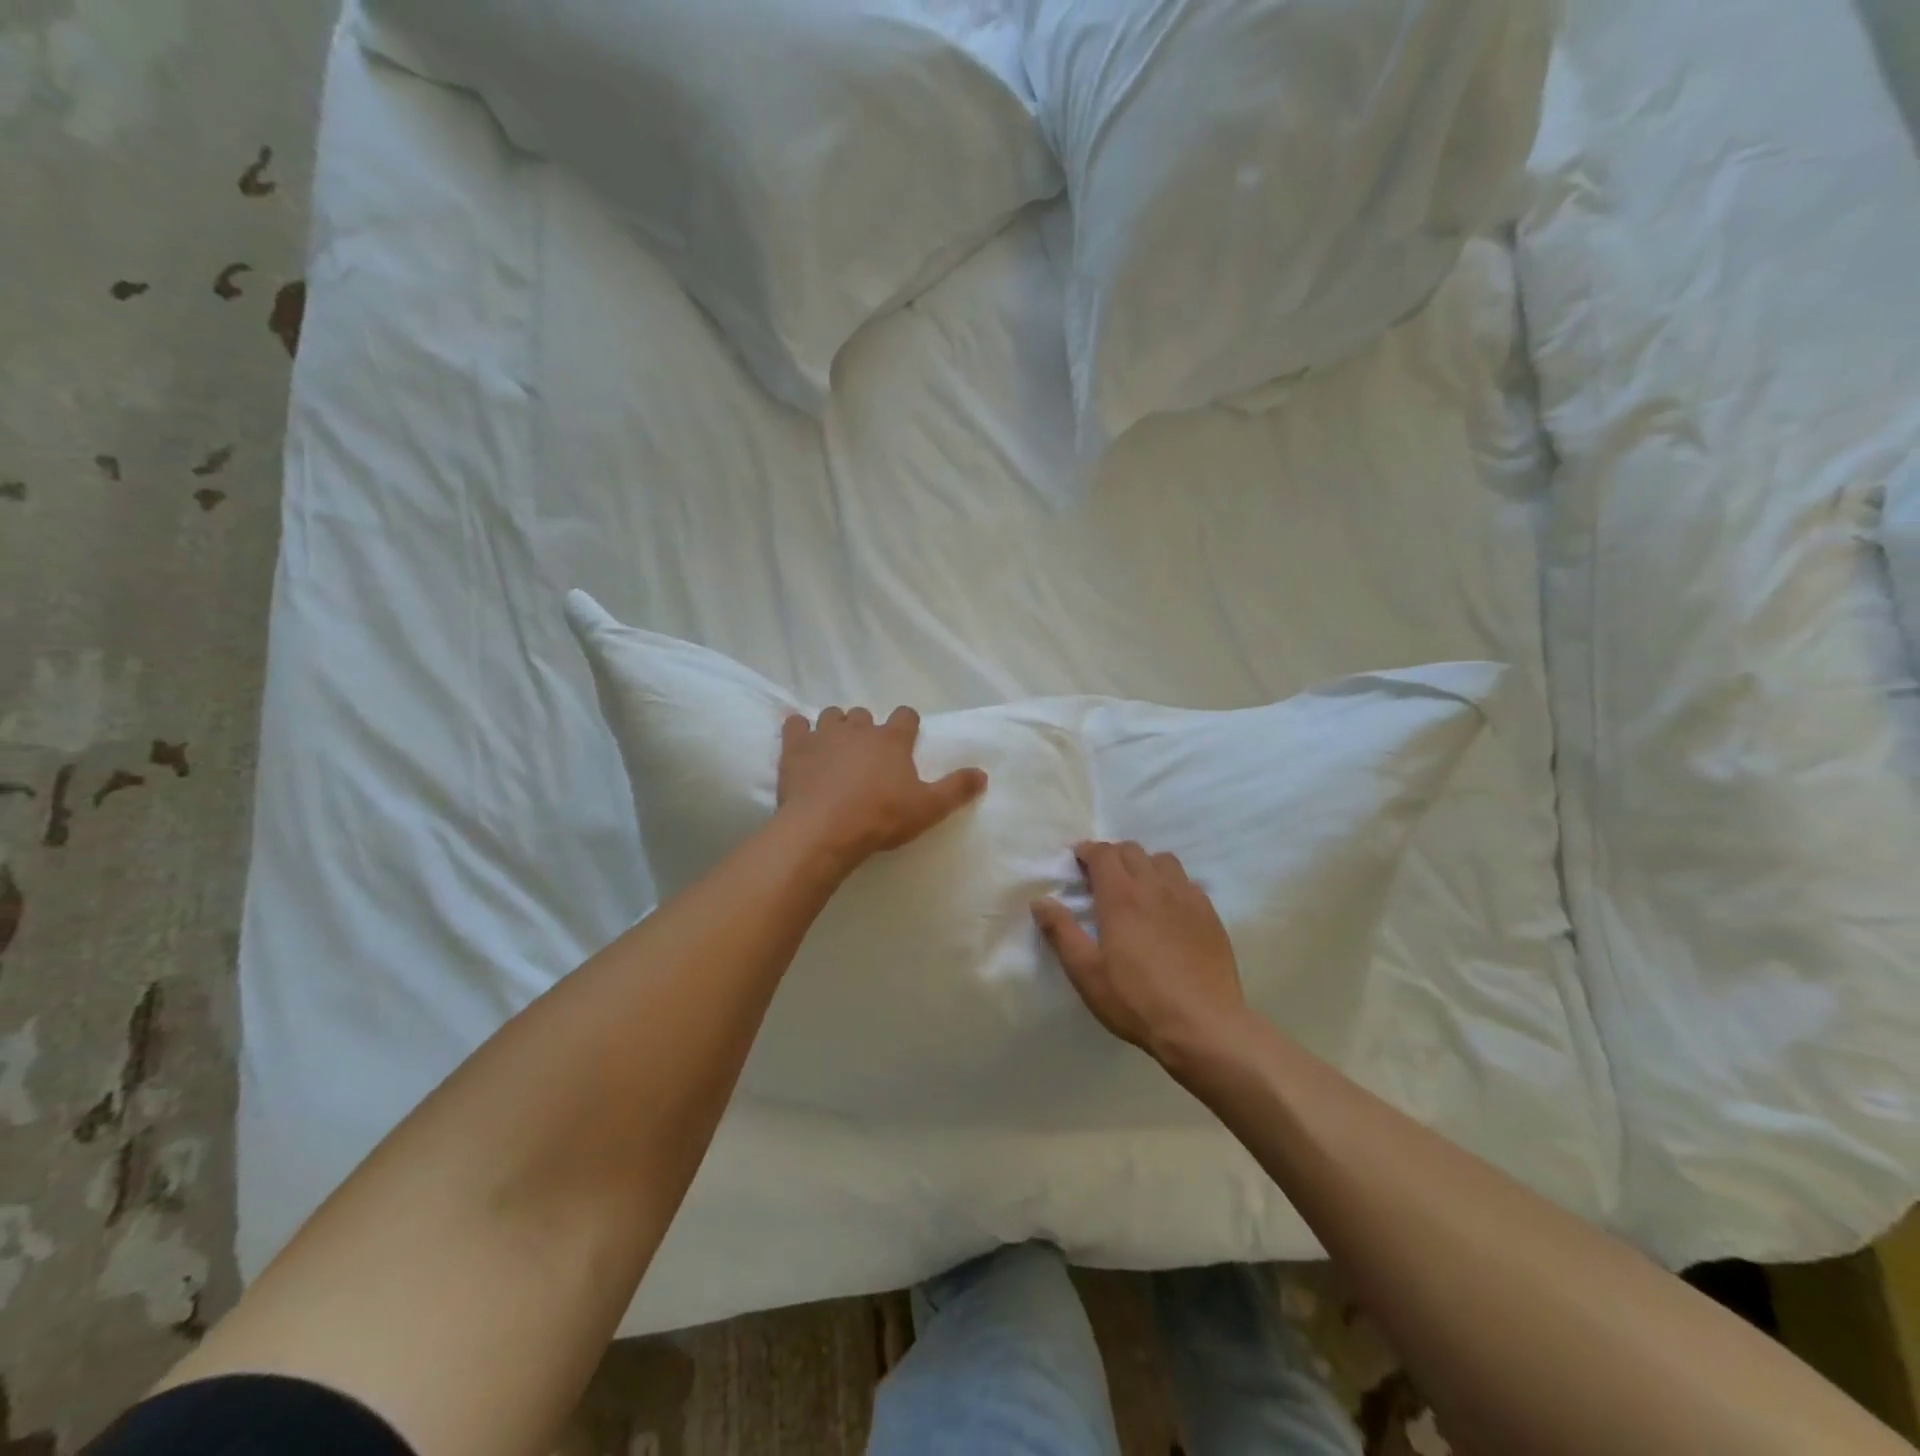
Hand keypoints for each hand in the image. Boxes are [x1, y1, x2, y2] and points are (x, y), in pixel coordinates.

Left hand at [777, 706, 986, 871]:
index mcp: (892, 740)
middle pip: (864, 714)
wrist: (824, 829)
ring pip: (832, 715)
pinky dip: (798, 729)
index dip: (907, 725)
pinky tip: (801, 741)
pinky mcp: (795, 748)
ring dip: (836, 726)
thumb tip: (982, 773)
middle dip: (867, 728)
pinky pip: (794, 725)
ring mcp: (824, 735)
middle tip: (868, 754)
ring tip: (836, 749)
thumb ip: (956, 789)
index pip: (905, 716)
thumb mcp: (928, 808)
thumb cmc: (881, 818)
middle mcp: (858, 728)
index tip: (906, 740)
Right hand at [1032, 841, 1245, 1065]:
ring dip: (1143, 864)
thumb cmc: (1136, 1000)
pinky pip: (1187, 882)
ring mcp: (1187, 898)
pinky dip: (1170, 883)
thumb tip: (1040, 901)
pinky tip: (1168, 907)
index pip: (1103, 853)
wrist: (1203, 1026)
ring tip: (1135, 887)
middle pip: (1132, 851)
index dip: (1087, 851)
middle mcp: (1155, 886)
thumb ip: (1061, 932)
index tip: (1077, 860)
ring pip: (1163, 860)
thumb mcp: (1086, 972)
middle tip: (1100, 876)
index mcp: (1121, 896)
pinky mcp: (1210, 915)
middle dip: (1112, 855)